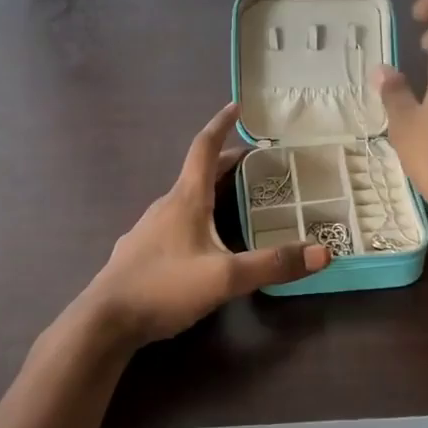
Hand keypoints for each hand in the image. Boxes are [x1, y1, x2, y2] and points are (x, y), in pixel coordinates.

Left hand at [80, 103, 331, 345]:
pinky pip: (175, 223)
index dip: (221, 125)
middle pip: (198, 174)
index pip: (204, 148)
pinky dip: (197, 217)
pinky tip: (203, 243)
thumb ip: (272, 264)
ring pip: (186, 200)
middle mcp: (165, 206)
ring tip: (235, 200)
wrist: (105, 320)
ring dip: (211, 191)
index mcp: (185, 200)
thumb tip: (322, 252)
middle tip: (256, 162)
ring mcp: (149, 230)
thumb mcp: (224, 277)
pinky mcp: (141, 253)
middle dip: (227, 163)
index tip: (236, 107)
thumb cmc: (164, 287)